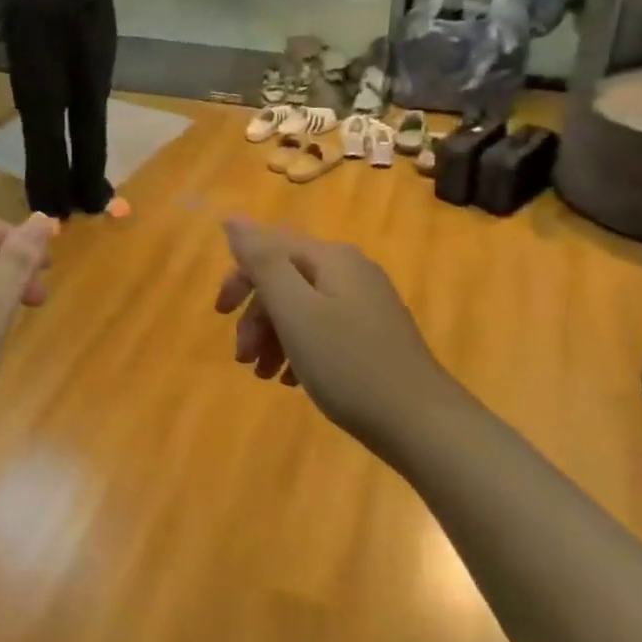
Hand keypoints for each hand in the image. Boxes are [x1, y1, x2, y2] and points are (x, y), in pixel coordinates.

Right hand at [214, 217, 447, 448]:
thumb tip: (232, 217)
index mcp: (331, 258)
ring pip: (302, 309)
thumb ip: (262, 260)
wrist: (422, 424)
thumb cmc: (348, 364)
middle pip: (286, 280)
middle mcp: (351, 271)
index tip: (220, 315)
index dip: (239, 277)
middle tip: (243, 358)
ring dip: (274, 337)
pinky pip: (323, 331)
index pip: (270, 248)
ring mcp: (366, 305)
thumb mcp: (295, 310)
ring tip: (265, 376)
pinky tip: (293, 381)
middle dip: (256, 315)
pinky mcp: (374, 336)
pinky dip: (300, 351)